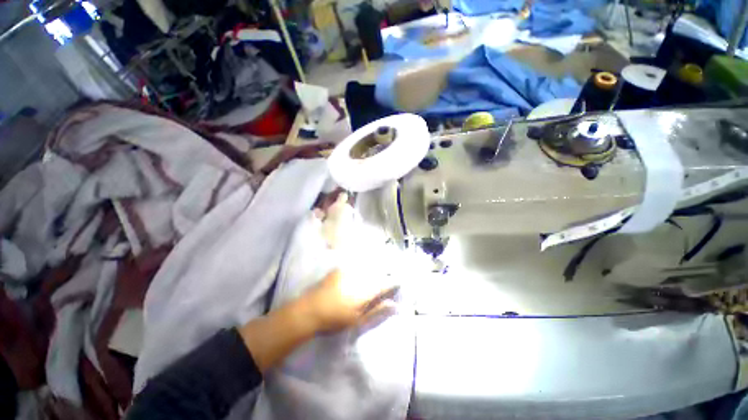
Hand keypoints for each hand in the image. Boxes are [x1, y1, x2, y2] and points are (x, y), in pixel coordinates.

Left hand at [301, 270, 397, 332]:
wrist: (310, 310)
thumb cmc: (335, 319)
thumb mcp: (357, 320)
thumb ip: (377, 310)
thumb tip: (394, 304)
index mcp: (366, 291)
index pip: (385, 283)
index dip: (393, 282)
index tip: (399, 281)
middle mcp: (360, 277)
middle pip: (378, 272)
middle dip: (385, 273)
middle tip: (391, 273)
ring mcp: (349, 270)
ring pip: (368, 266)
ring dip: (375, 267)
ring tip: (379, 268)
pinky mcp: (340, 268)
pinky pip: (356, 263)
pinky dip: (362, 265)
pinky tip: (363, 267)